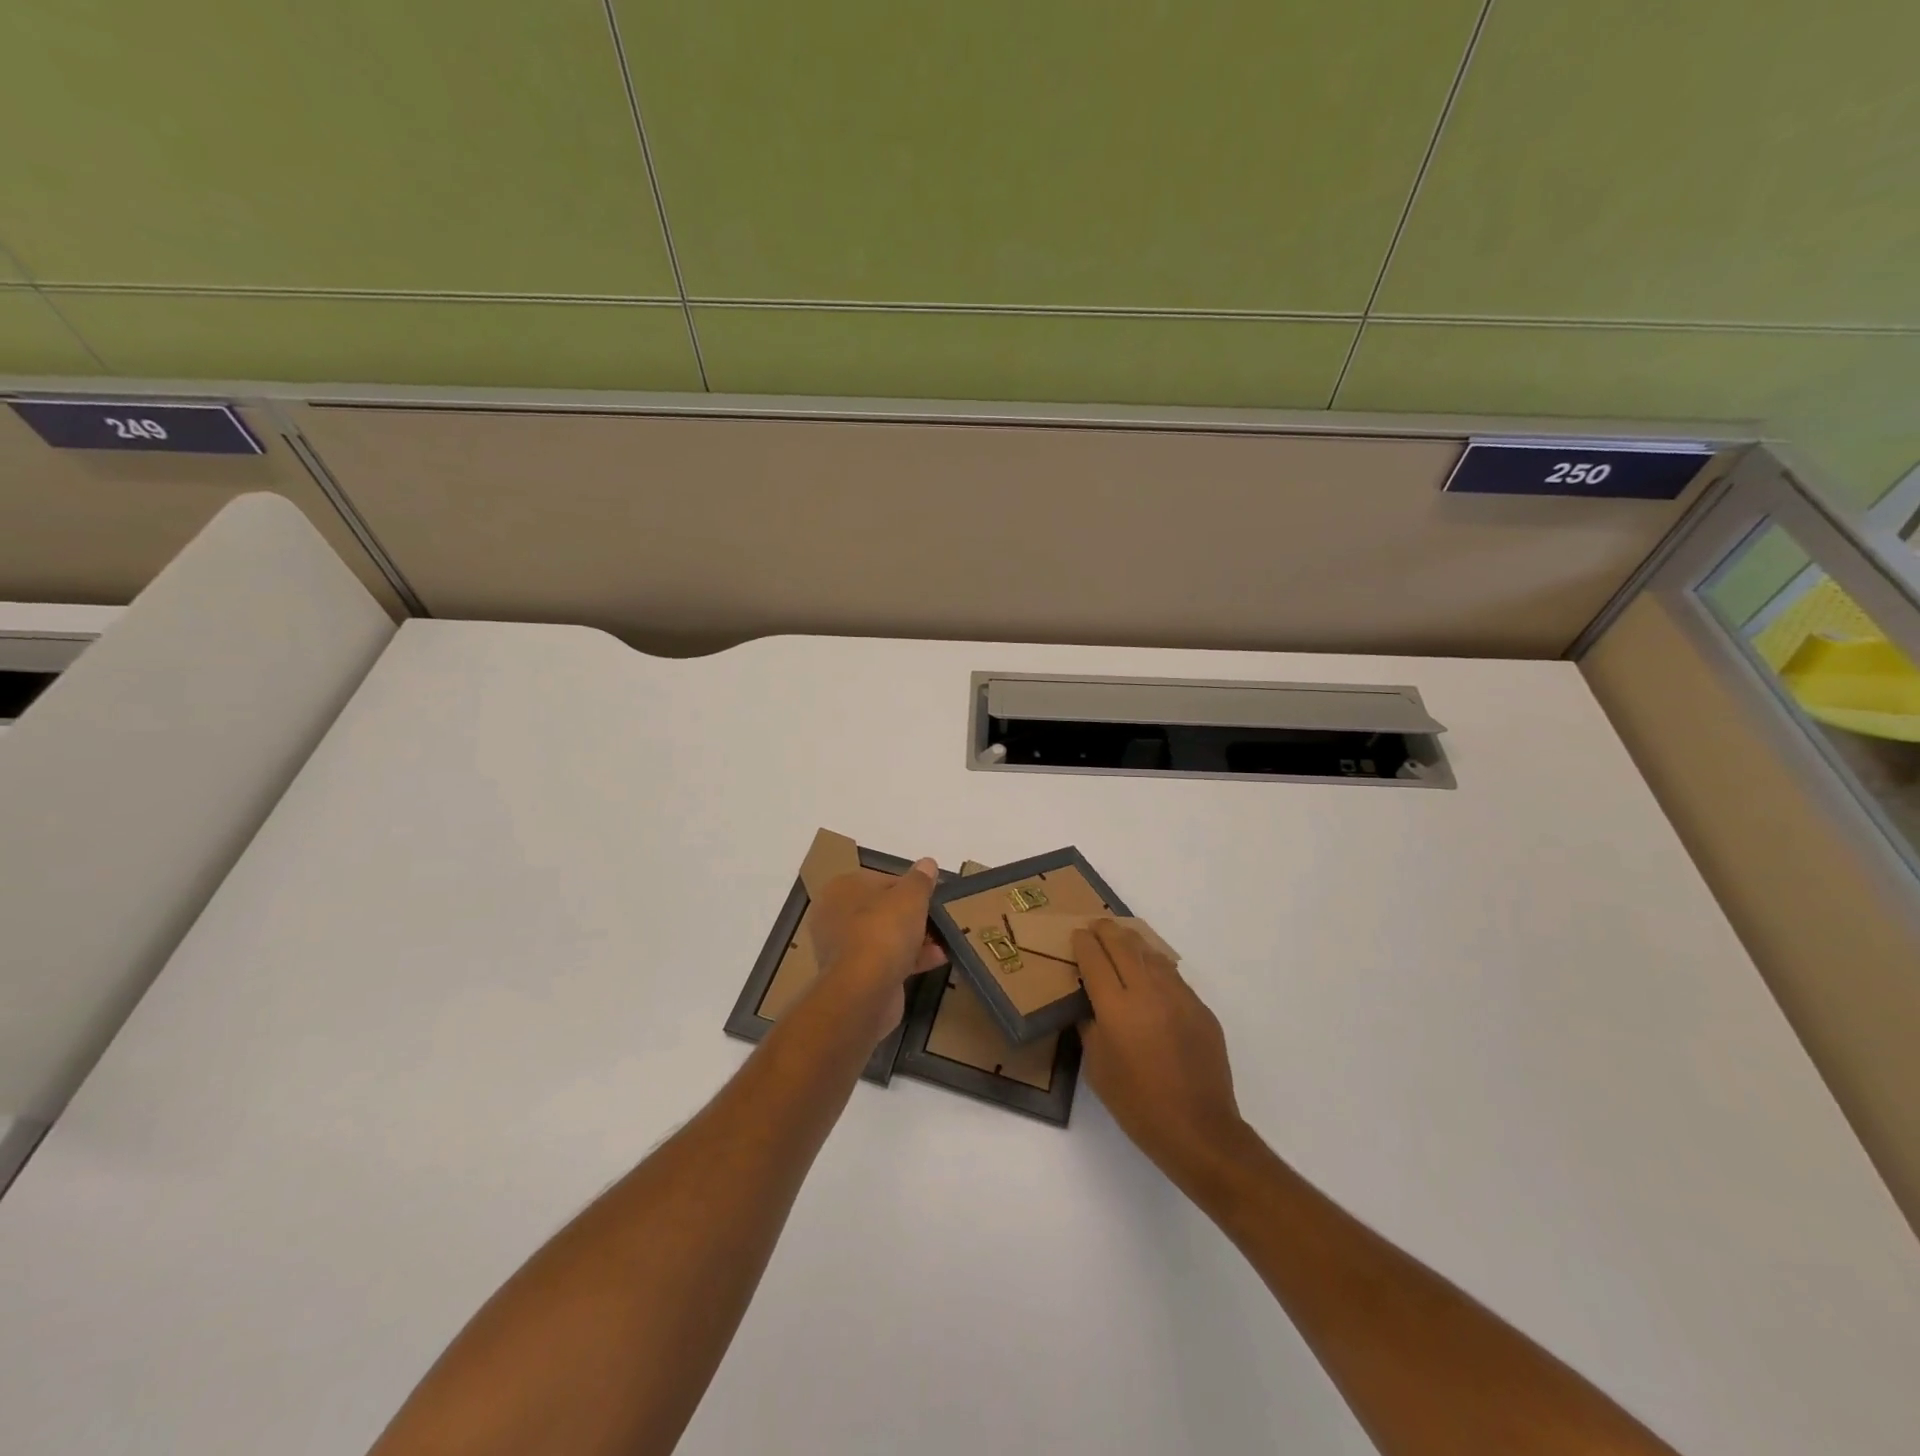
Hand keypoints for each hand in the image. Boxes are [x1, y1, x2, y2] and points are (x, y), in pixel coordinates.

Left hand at [807, 860, 947, 1042]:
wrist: (864, 990)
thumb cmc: (884, 931)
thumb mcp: (910, 896)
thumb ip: (920, 879)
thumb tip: (928, 863)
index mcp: (842, 889)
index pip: (881, 880)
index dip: (909, 887)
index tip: (930, 896)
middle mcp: (836, 916)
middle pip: (882, 909)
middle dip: (912, 915)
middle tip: (938, 918)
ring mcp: (843, 948)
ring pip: (885, 936)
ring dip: (915, 938)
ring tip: (944, 940)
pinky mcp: (855, 976)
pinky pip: (886, 960)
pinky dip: (910, 959)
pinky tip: (938, 959)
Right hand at [1073, 920, 1254, 1184]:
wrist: (1199, 1129)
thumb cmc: (1137, 1105)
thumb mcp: (1097, 1068)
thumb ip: (1090, 1027)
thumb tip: (1090, 1005)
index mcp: (1116, 1007)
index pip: (1095, 960)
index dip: (1083, 944)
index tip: (1077, 935)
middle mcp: (1148, 992)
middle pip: (1124, 946)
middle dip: (1107, 932)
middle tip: (1096, 926)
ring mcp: (1179, 998)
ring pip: (1152, 955)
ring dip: (1134, 943)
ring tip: (1122, 940)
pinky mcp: (1201, 1009)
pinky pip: (1173, 977)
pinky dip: (1156, 967)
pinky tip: (1152, 974)